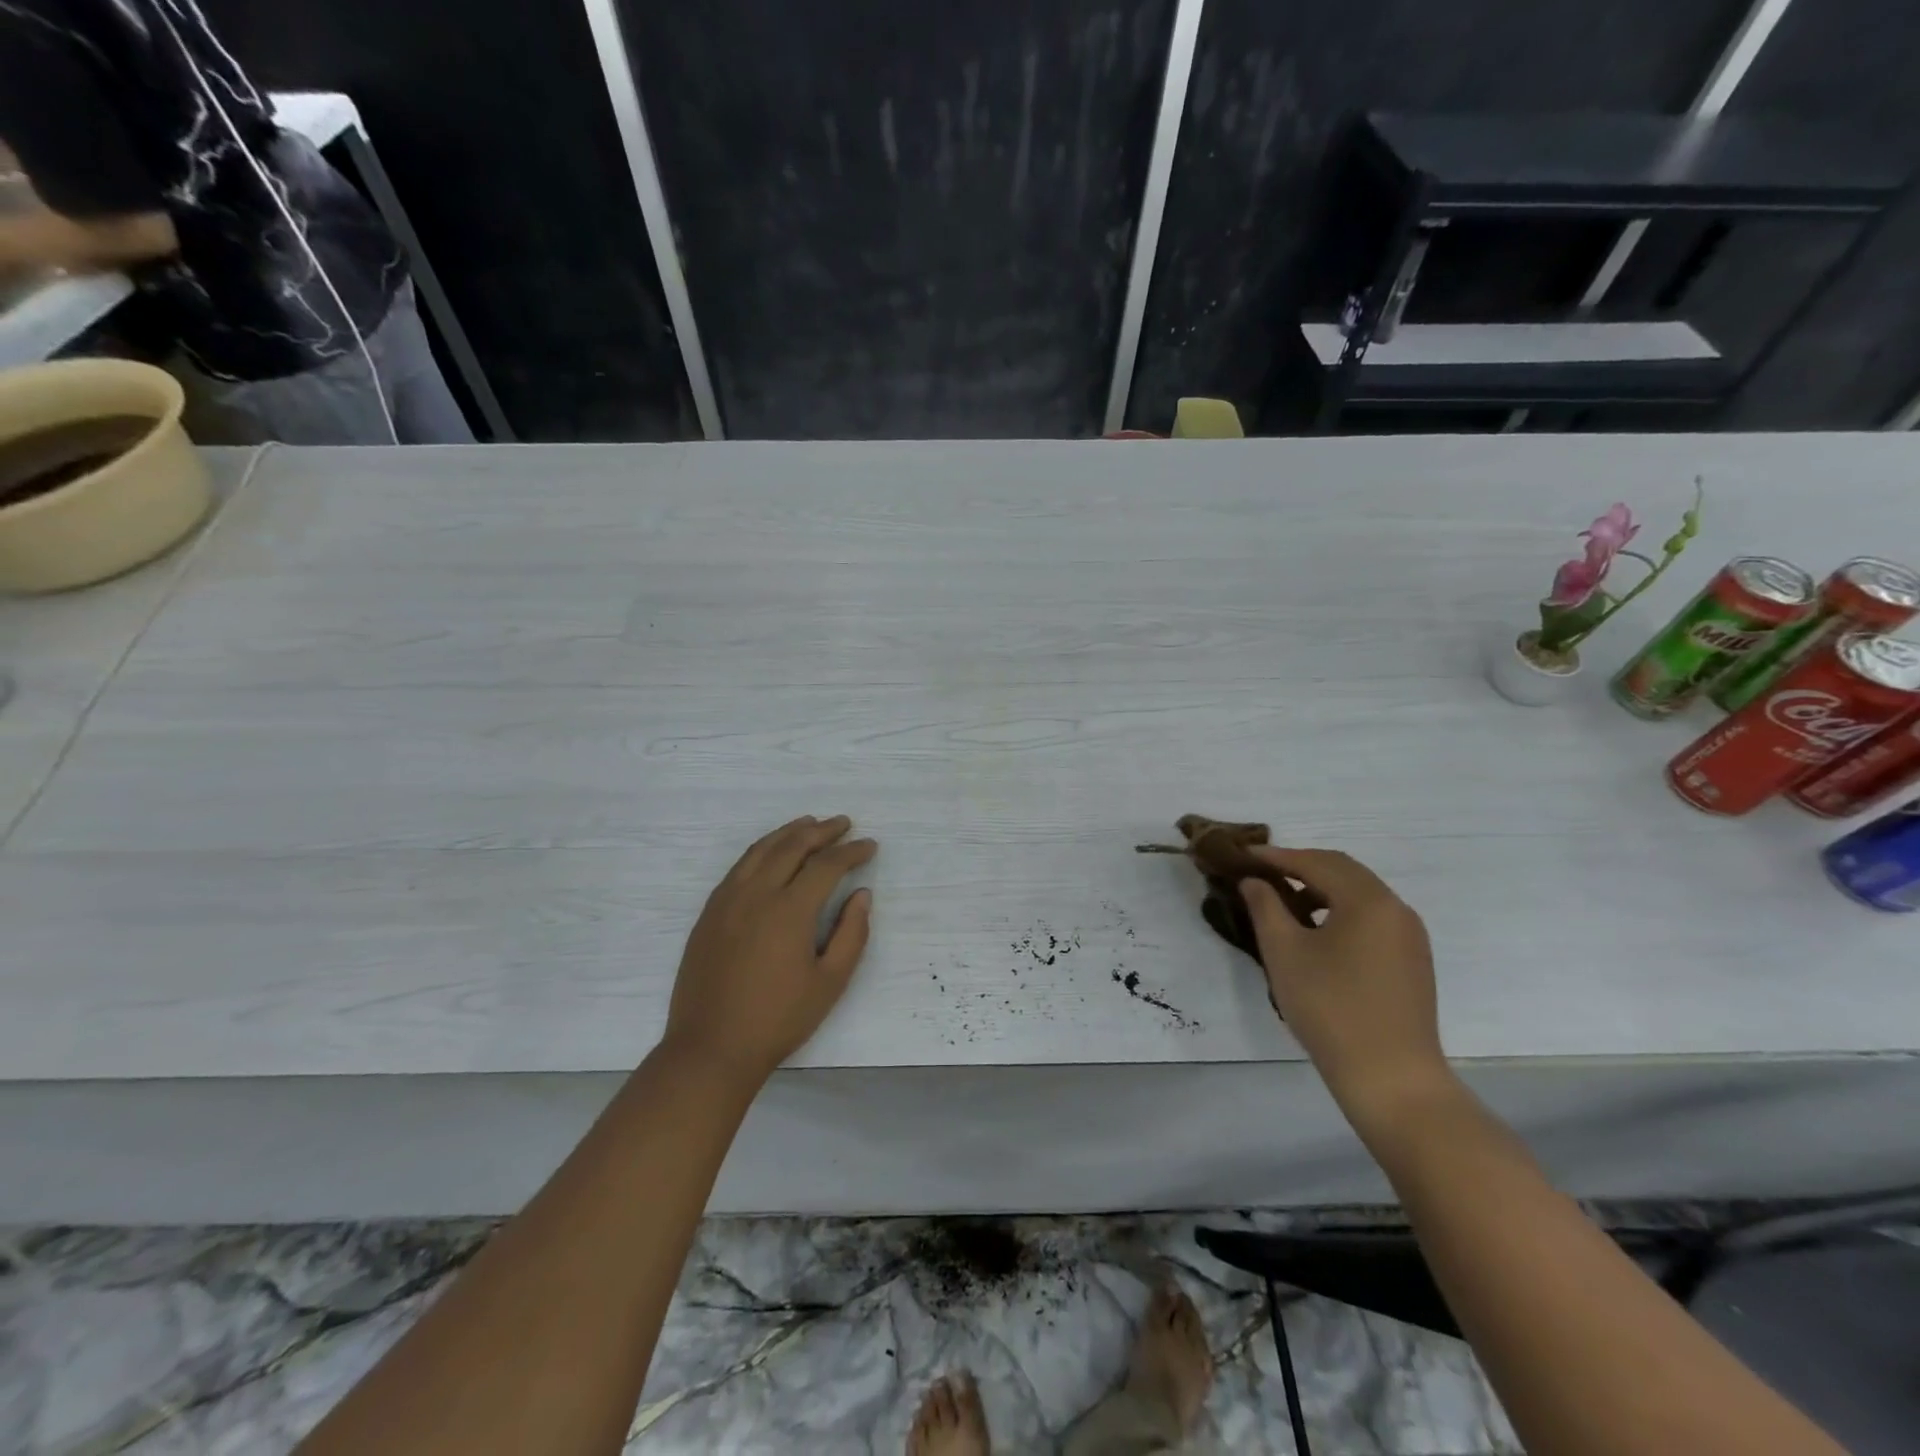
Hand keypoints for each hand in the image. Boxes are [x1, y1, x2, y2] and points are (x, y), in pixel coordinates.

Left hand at [663, 815, 876, 1087]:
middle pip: (792, 846)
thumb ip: (851, 934)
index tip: (870, 846)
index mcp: (789, 910)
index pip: (826, 865)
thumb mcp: (830, 983)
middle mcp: (756, 894)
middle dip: (822, 831)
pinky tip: (771, 853)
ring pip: (761, 850)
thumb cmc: (778, 1019)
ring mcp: (727, 900)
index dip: (851, 852)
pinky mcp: (709, 913)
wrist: (711, 1048)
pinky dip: (761, 850)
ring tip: (809, 824)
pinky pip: (739, 866)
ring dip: (788, 832)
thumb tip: (862, 895)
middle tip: (844, 823)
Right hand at [1238, 847, 1455, 1138]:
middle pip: (1342, 871)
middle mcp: (1396, 908)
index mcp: (1368, 900)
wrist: (1391, 1078)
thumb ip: (1265, 907)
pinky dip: (1340, 911)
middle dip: (1299, 867)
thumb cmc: (1330, 1008)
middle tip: (1261, 873)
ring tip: (1283, 902)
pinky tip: (1316, 932)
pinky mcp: (1412, 960)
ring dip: (1320, 889)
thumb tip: (1254, 881)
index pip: (1315, 862)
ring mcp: (1410, 935)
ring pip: (1359, 894)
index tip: (1242, 856)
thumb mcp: (1284, 953)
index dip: (1275, 856)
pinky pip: (1372, 917)